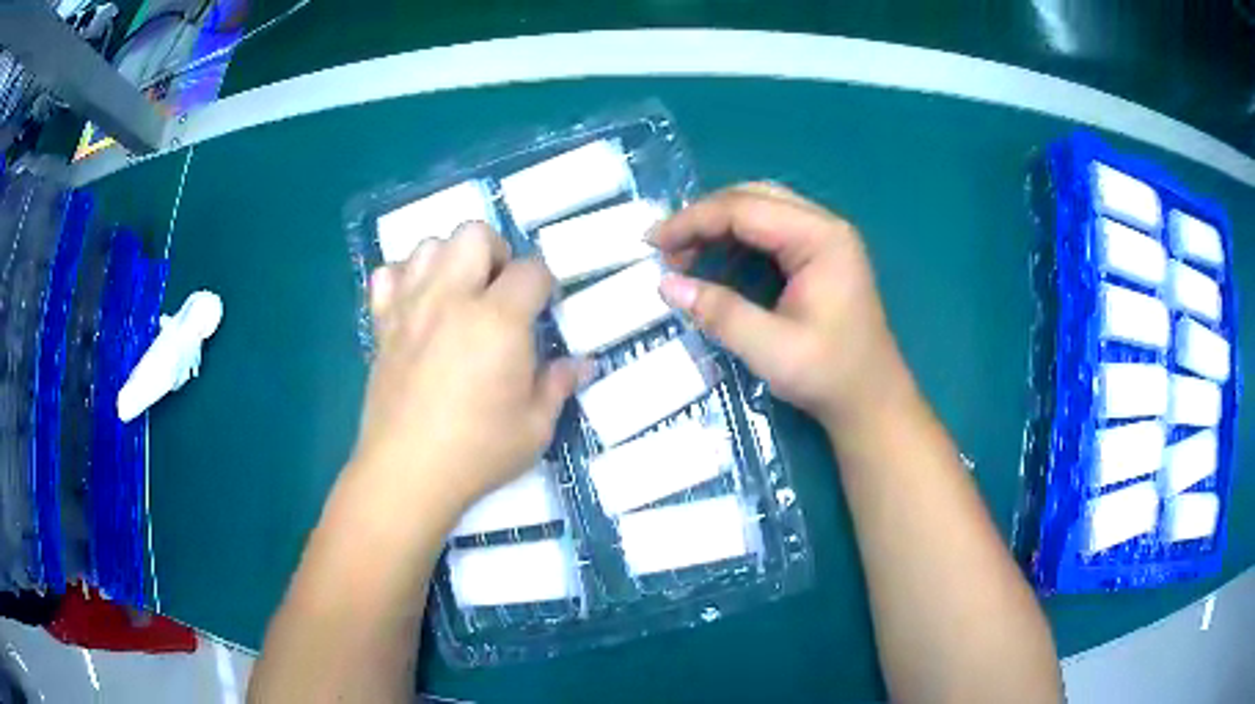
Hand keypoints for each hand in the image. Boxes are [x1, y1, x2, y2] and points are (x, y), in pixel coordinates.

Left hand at [350, 223, 578, 517]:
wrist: (407, 473)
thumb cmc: (478, 452)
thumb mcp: (535, 426)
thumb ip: (559, 385)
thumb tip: (585, 364)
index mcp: (498, 320)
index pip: (531, 270)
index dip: (545, 284)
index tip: (544, 309)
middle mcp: (452, 298)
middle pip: (475, 234)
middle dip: (496, 252)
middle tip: (501, 292)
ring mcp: (411, 307)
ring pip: (429, 245)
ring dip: (450, 259)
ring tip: (459, 294)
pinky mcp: (382, 325)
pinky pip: (387, 275)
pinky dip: (405, 278)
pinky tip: (417, 305)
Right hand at [654, 183, 908, 429]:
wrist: (871, 401)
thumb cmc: (829, 376)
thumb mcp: (770, 349)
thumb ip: (719, 313)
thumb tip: (666, 285)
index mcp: (821, 238)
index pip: (745, 209)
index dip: (693, 220)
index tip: (652, 243)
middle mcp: (824, 226)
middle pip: (752, 198)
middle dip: (703, 218)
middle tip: (665, 248)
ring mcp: (825, 239)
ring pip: (759, 210)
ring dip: (717, 227)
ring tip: (682, 256)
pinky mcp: (820, 256)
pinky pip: (770, 231)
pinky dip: (736, 241)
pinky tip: (714, 263)